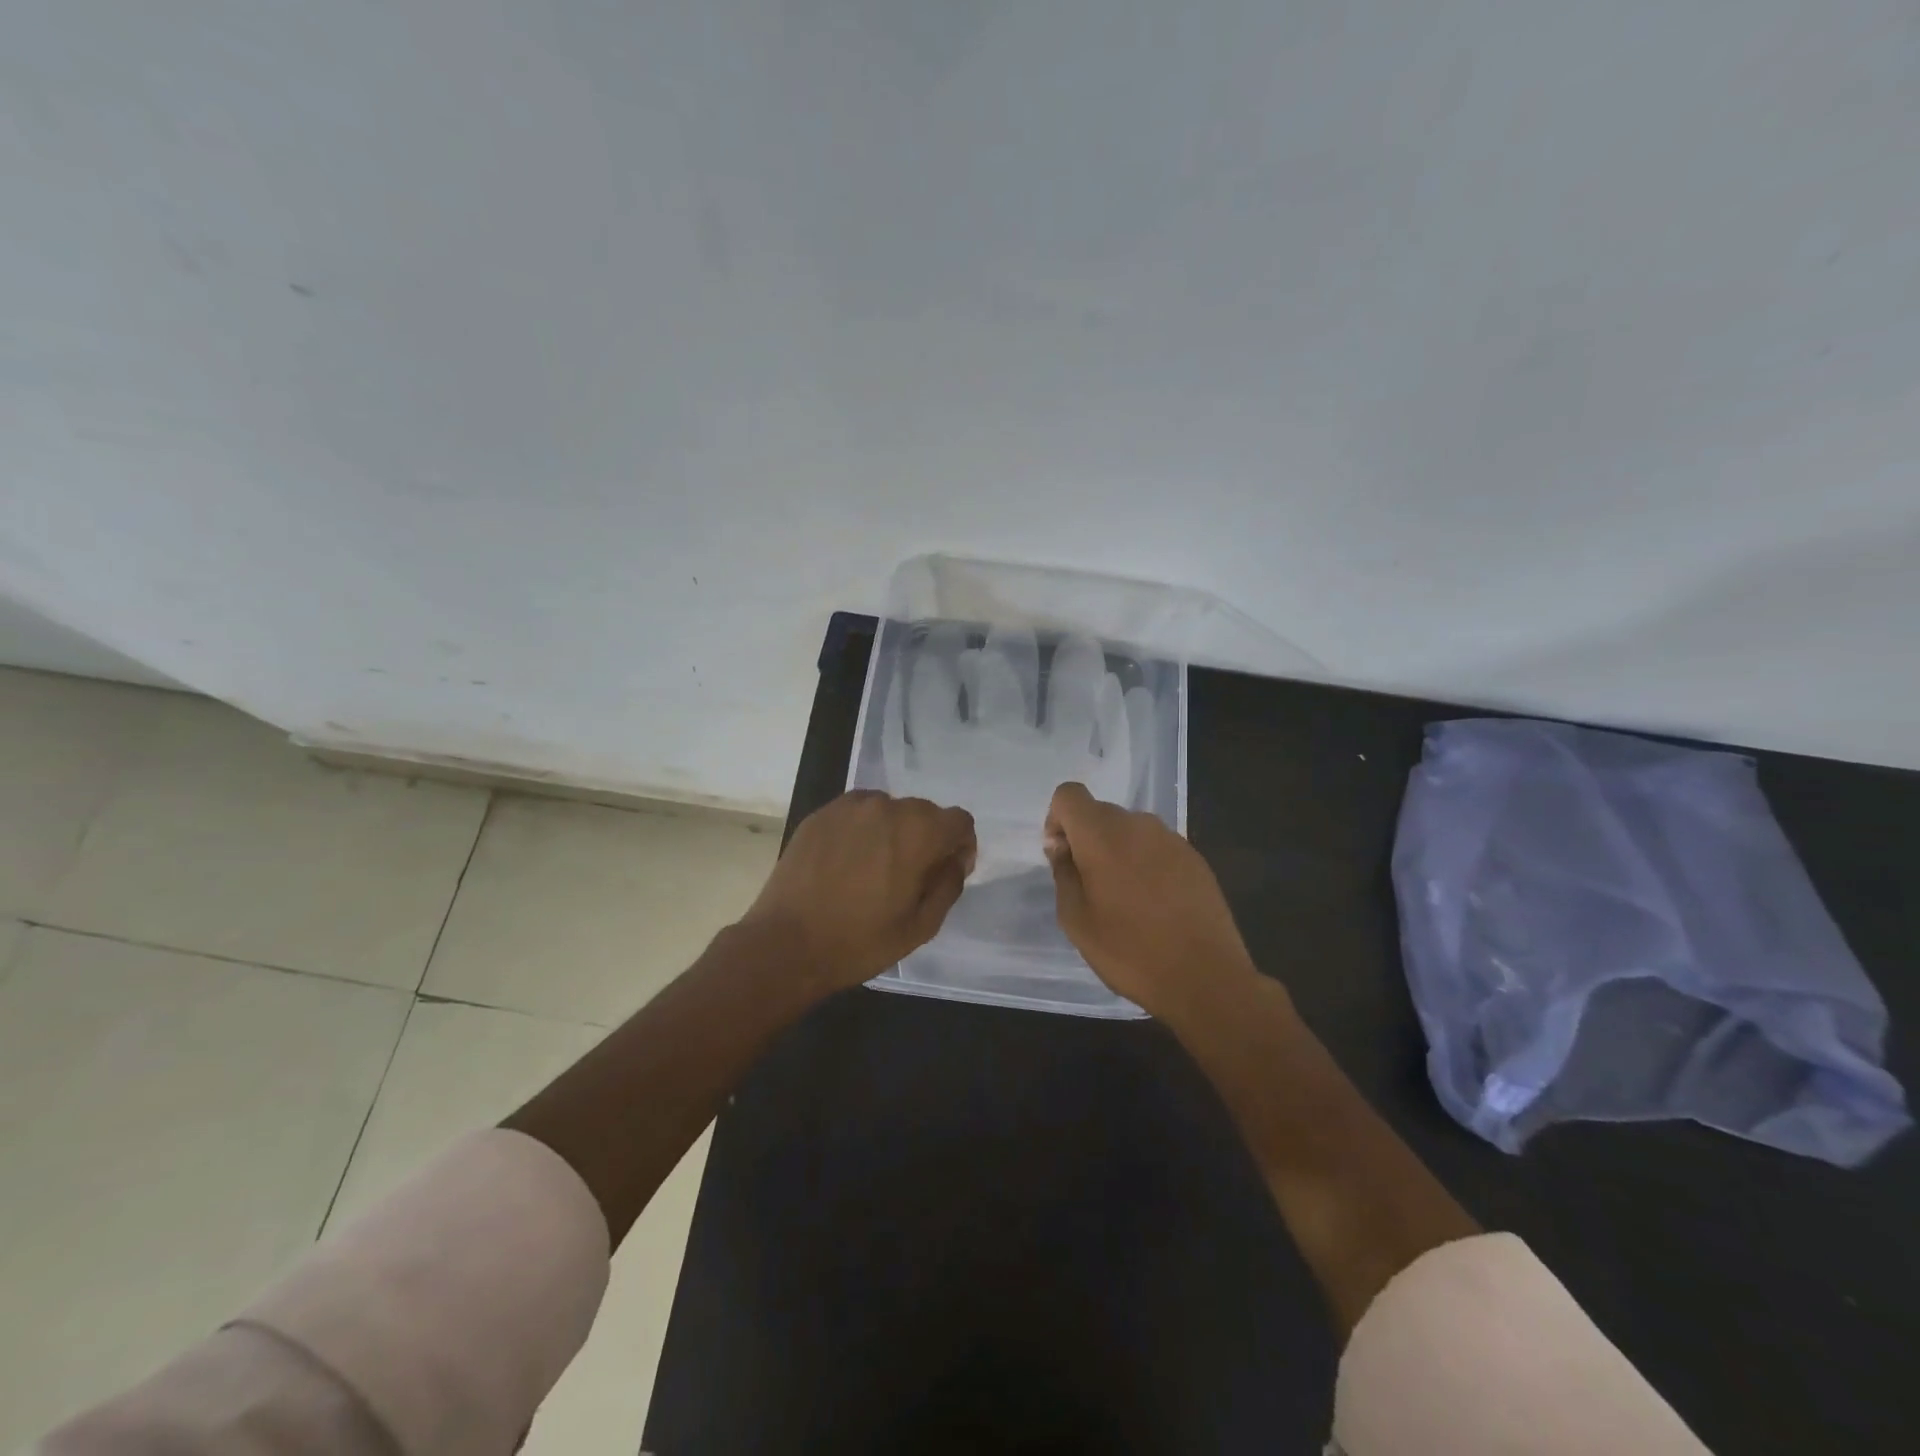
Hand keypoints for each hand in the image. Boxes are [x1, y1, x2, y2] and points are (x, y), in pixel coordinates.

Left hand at [742, 790, 976, 992]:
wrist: (786, 944)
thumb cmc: (860, 941)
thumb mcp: (921, 926)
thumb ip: (949, 885)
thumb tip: (954, 860)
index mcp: (918, 832)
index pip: (959, 821)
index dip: (960, 846)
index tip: (946, 872)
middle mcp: (887, 807)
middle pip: (925, 812)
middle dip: (927, 838)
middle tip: (910, 876)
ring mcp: (849, 806)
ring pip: (889, 810)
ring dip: (893, 832)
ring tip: (874, 868)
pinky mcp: (821, 814)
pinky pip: (857, 813)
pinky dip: (862, 830)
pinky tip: (847, 862)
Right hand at [1044, 781, 1256, 1019]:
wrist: (1206, 977)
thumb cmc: (1129, 951)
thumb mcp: (1076, 919)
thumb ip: (1063, 873)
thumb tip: (1062, 847)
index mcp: (1102, 834)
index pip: (1069, 794)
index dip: (1057, 819)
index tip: (1062, 856)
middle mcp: (1137, 824)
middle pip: (1100, 812)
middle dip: (1086, 838)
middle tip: (1089, 885)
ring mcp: (1171, 838)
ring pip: (1130, 830)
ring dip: (1117, 851)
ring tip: (1124, 898)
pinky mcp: (1195, 857)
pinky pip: (1156, 847)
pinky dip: (1146, 863)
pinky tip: (1154, 904)